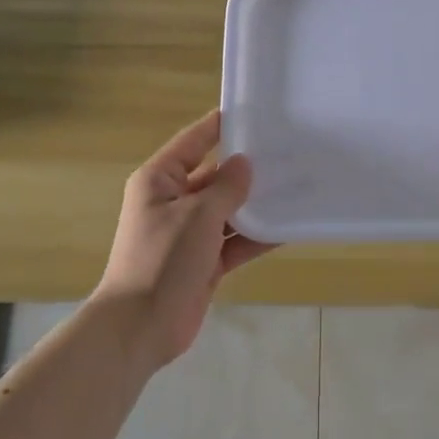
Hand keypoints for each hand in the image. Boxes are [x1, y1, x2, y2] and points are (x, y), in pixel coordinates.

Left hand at [93, 110, 275, 369]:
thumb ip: (226, 187)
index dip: (221, 126)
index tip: (255, 112)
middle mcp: (174, 201)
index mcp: (160, 180)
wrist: (141, 326)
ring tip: (297, 186)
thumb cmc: (162, 260)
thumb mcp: (197, 215)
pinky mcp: (205, 261)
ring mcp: (190, 234)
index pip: (194, 141)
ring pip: (229, 210)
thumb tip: (245, 163)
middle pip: (215, 176)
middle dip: (247, 168)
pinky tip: (288, 227)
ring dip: (257, 203)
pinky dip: (257, 236)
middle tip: (289, 152)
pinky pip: (235, 241)